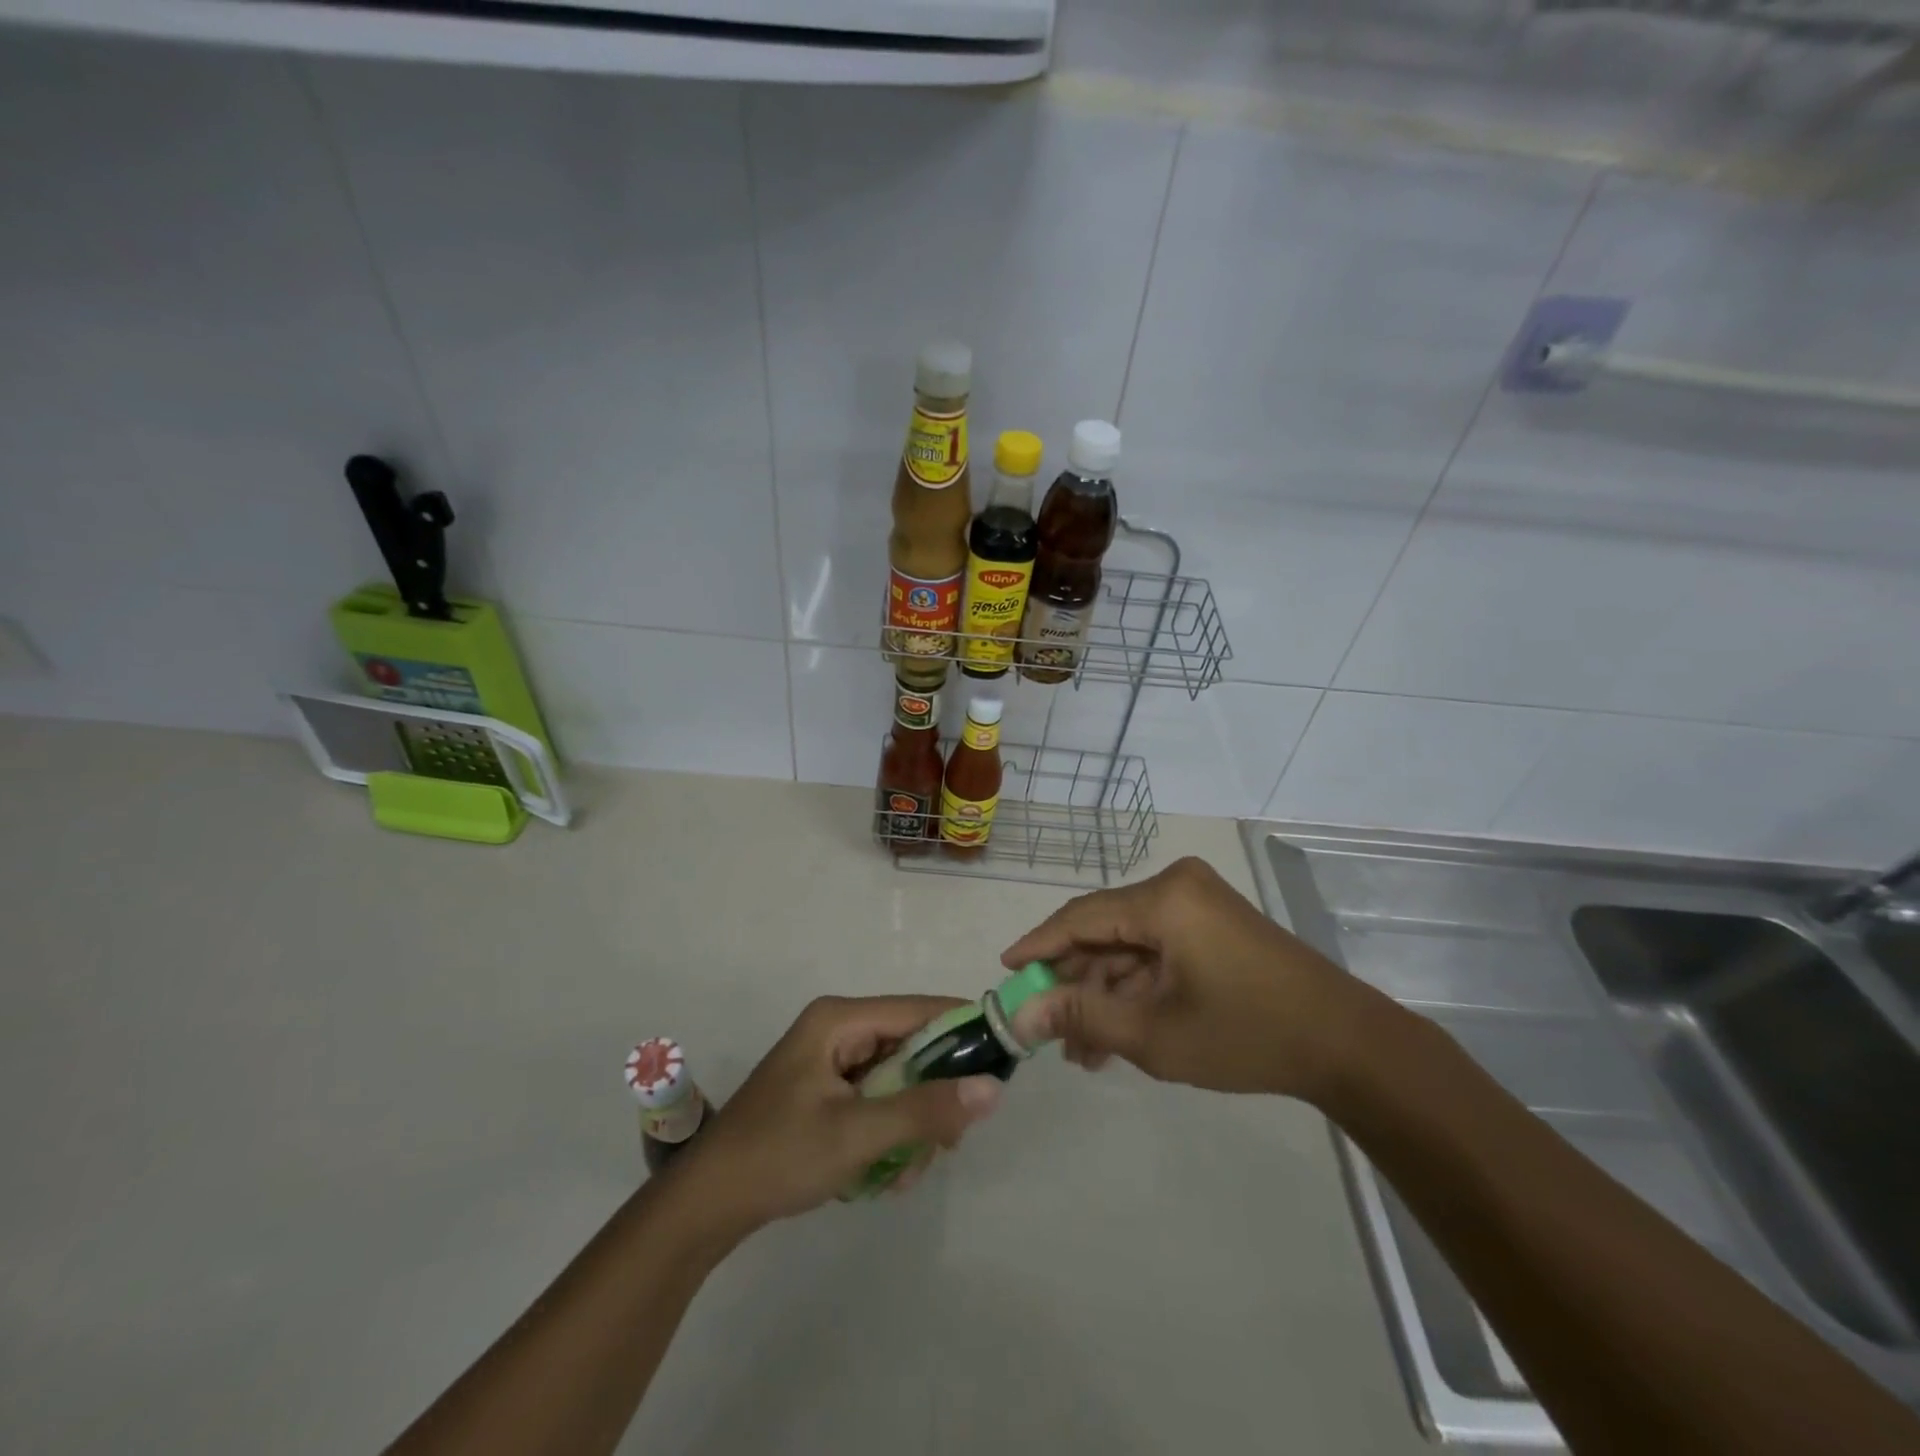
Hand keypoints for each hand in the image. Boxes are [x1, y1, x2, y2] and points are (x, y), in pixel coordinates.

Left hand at [670, 995, 1002, 1237]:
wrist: (707, 1205)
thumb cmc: (779, 1156)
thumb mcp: (858, 1134)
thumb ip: (926, 1110)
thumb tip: (993, 1088)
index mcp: (840, 1019)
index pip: (919, 1010)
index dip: (964, 1030)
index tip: (1001, 1064)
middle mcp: (838, 1028)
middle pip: (912, 1046)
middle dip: (932, 1097)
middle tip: (946, 1143)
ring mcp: (831, 1060)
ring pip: (899, 1079)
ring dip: (911, 1125)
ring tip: (903, 1173)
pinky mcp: (827, 1090)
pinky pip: (879, 1099)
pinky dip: (889, 1133)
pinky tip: (883, 1176)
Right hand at [1002, 857, 1371, 1101]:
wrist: (1347, 1045)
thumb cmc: (1247, 1034)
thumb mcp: (1155, 1034)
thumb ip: (1083, 1018)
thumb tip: (1021, 1015)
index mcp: (1163, 899)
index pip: (1080, 917)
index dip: (1038, 946)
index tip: (1005, 971)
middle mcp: (1176, 887)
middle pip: (1104, 931)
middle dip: (1075, 984)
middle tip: (1047, 1031)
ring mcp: (1197, 905)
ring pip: (1129, 946)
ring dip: (1105, 994)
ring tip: (1083, 1051)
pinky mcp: (1212, 925)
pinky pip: (1157, 950)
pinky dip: (1136, 988)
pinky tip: (1117, 1034)